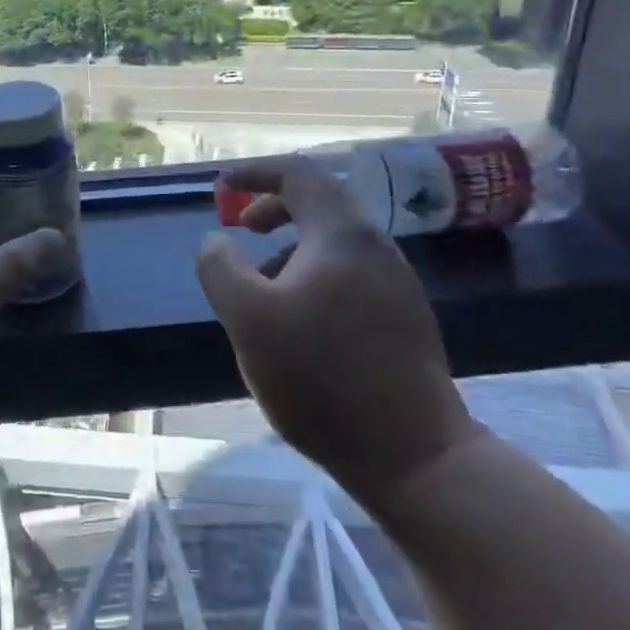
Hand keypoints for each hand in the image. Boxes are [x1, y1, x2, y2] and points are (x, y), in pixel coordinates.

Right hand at [196, 156, 477, 498]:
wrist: (415, 456)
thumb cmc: (322, 377)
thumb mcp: (249, 319)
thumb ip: (221, 268)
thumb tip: (215, 240)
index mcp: (341, 233)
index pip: (298, 173)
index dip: (255, 172)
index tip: (222, 186)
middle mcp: (375, 246)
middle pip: (319, 203)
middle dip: (272, 208)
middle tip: (240, 229)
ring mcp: (396, 282)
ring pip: (333, 242)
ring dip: (290, 247)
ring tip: (262, 286)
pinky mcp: (403, 317)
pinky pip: (349, 273)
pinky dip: (313, 274)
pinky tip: (299, 321)